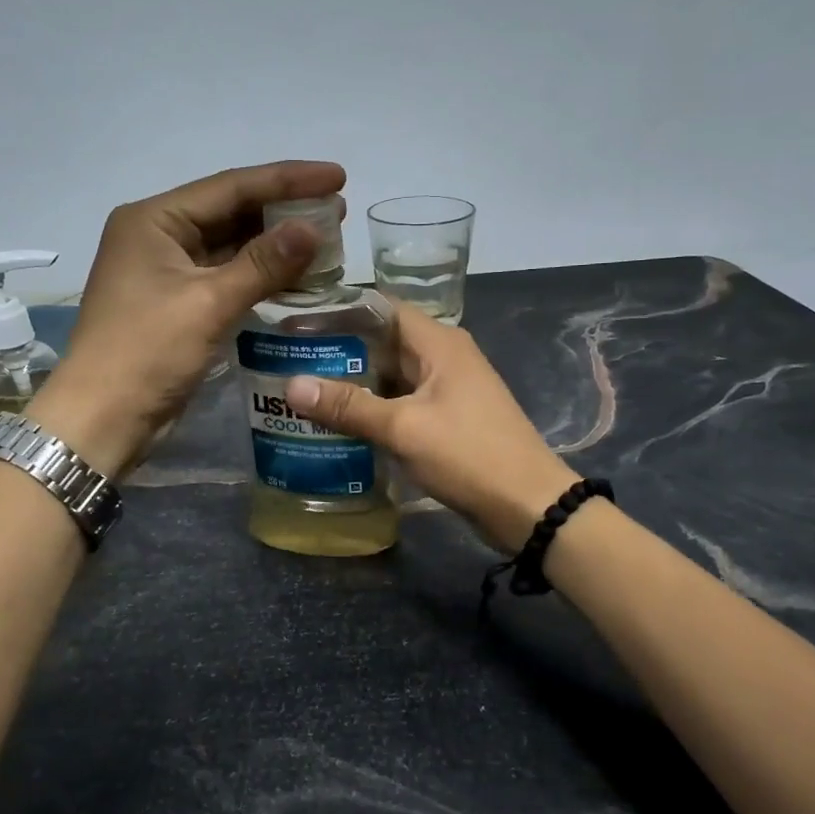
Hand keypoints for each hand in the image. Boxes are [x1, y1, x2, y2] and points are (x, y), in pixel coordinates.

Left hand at [28, 160, 343, 474]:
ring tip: (326, 239)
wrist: (103, 418)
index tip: (338, 176)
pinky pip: (226, 277)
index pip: (231, 187)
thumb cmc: (148, 352)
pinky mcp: (178, 304)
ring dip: (275, 244)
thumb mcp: (209, 303)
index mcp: (154, 220)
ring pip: (231, 246)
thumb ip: (263, 263)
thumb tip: (313, 229)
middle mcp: (158, 236)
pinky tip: (296, 275)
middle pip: (231, 212)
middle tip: (337, 209)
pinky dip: (260, 276)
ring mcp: (167, 272)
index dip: (288, 180)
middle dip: (284, 210)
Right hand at [284, 305, 576, 551]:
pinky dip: (372, 409)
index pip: (381, 308)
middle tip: (288, 359)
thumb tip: (290, 385)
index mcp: (439, 343)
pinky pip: (401, 404)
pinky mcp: (446, 420)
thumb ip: (348, 406)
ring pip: (390, 376)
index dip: (340, 310)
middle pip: (383, 342)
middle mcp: (443, 357)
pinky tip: (338, 423)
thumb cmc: (468, 455)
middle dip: (339, 351)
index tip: (297, 320)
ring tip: (302, 389)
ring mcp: (446, 390)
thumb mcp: (403, 428)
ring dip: (353, 383)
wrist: (526, 505)